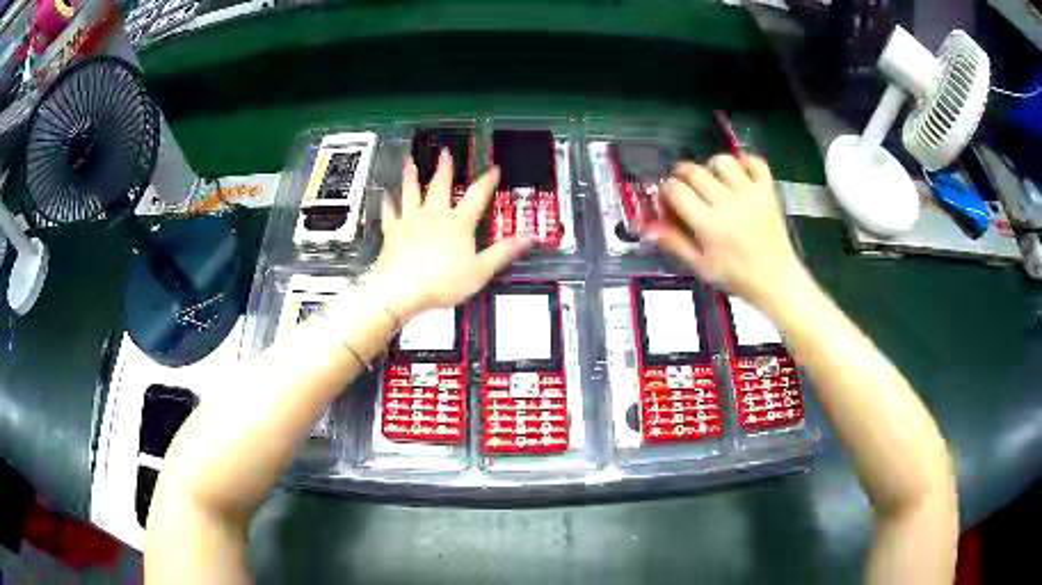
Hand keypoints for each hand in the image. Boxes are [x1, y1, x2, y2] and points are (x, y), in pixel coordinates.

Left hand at [370, 150, 533, 320]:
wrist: (402, 291)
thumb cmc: (441, 283)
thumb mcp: (481, 270)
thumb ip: (504, 252)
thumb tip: (528, 239)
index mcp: (458, 223)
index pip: (478, 195)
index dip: (488, 180)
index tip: (494, 169)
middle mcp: (434, 215)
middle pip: (441, 185)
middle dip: (445, 167)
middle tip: (445, 153)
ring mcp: (411, 221)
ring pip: (412, 192)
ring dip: (412, 176)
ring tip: (411, 162)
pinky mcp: (393, 232)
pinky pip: (390, 213)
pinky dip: (388, 203)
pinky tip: (386, 196)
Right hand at [647, 154, 804, 311]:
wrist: (776, 280)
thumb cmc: (736, 277)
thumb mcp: (701, 266)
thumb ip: (674, 242)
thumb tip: (646, 227)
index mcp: (708, 224)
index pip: (675, 190)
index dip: (666, 191)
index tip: (669, 200)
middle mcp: (728, 203)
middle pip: (694, 171)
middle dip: (682, 175)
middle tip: (685, 188)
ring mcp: (750, 194)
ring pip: (723, 161)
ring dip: (711, 166)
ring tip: (712, 181)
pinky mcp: (768, 190)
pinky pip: (754, 162)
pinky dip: (744, 162)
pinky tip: (738, 175)